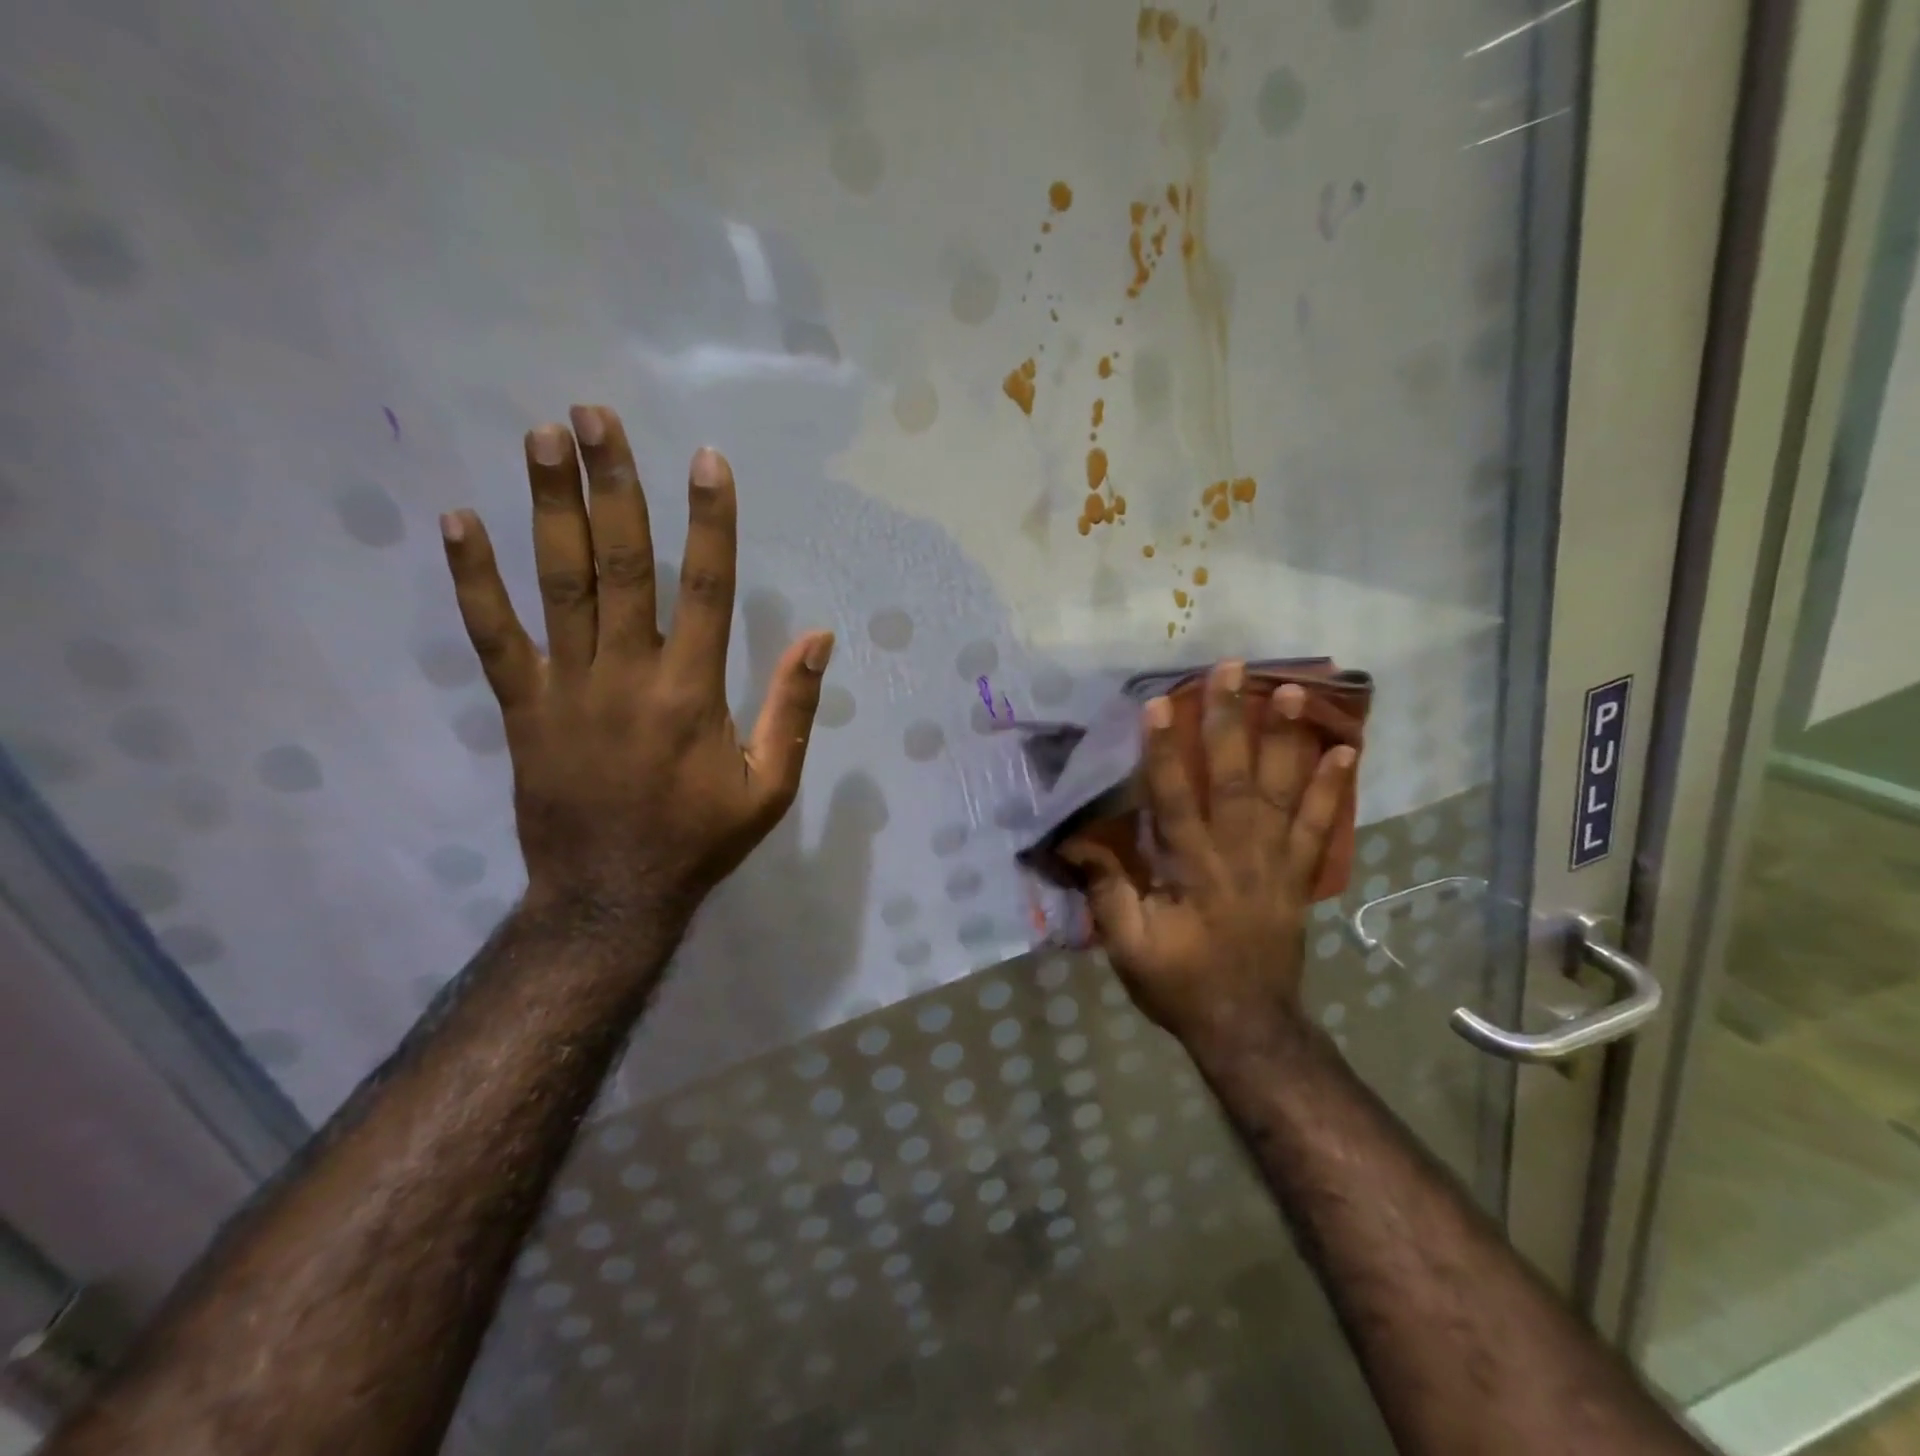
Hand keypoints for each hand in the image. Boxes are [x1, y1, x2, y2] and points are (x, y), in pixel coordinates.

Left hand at [439, 405, 833, 926]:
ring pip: (559, 584)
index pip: (708, 588)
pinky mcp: (522, 708)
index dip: (710, 522)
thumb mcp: (771, 787)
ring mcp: (567, 688)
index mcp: (693, 692)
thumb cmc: (700, 840)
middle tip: (597, 415)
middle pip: (623, 564)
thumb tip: (820, 638)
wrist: (611, 897)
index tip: (707, 460)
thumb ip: (793, 709)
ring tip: (542, 437)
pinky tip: (459, 521)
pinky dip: (474, 579)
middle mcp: (628, 674)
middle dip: (613, 485)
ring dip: (550, 508)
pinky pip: (493, 636)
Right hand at [1062, 663, 1356, 1059]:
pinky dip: (1330, 790)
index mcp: (1192, 871)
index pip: (1174, 800)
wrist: (1248, 1028)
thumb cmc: (1179, 985)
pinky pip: (1317, 827)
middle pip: (1232, 780)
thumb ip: (1107, 890)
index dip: (1164, 752)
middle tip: (1231, 670)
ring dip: (1286, 740)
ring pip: (1280, 793)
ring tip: (1293, 691)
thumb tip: (1077, 839)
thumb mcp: (1128, 947)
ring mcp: (1275, 864)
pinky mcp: (1297, 877)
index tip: (1159, 705)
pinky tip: (1344, 752)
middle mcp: (1238, 856)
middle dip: (1229, 721)